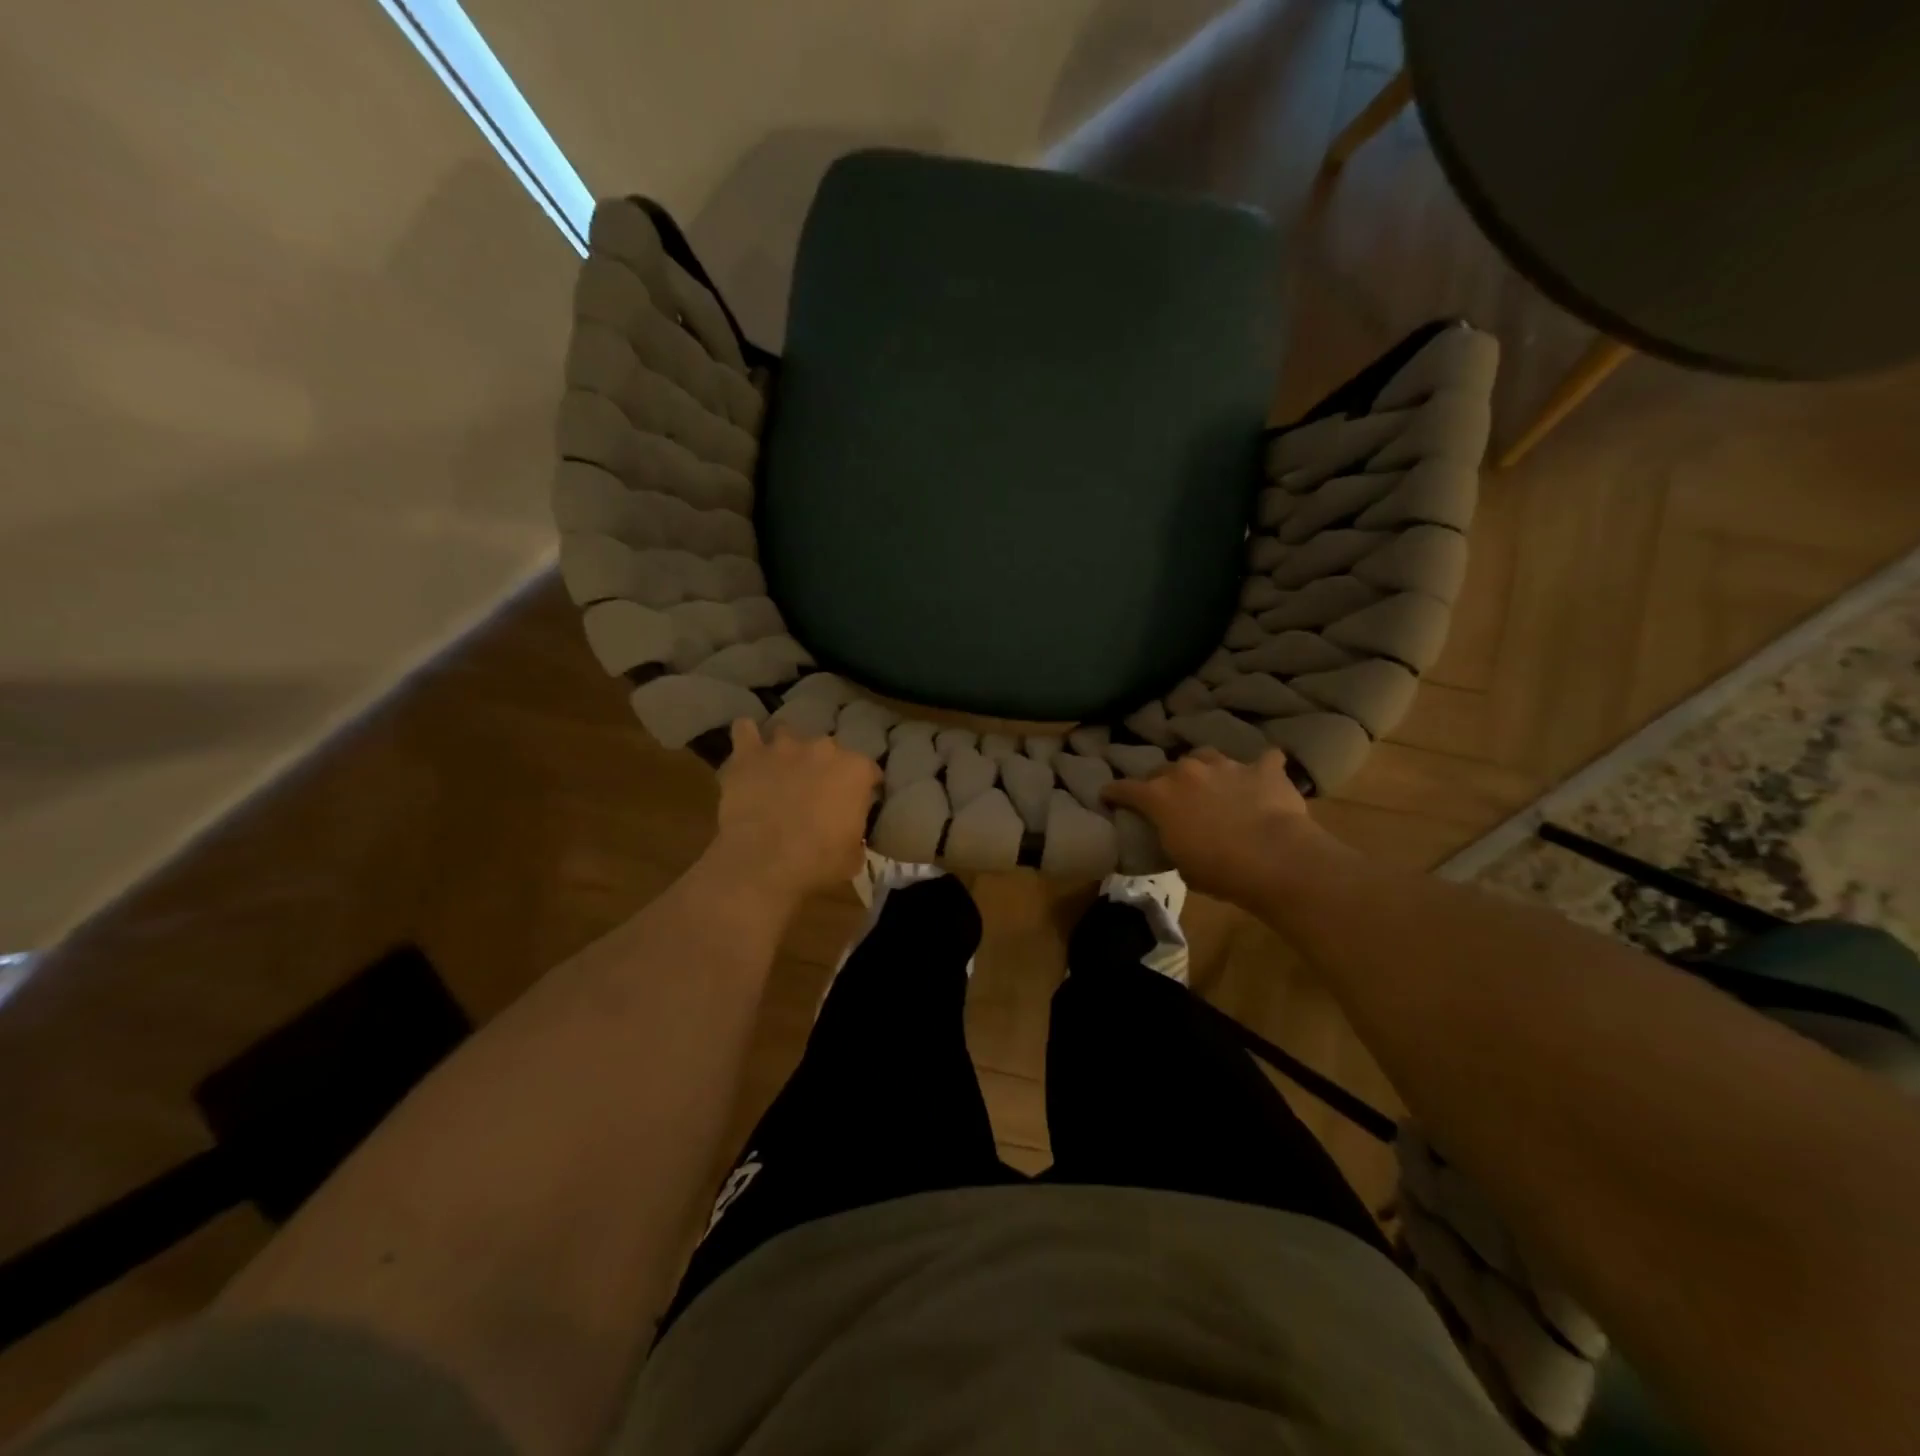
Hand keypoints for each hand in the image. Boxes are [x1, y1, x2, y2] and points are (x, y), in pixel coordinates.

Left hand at [708, 719, 880, 904]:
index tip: (858, 804)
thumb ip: (855, 832)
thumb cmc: (818, 863)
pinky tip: (748, 749)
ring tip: (781, 769)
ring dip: (787, 750)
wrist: (764, 863)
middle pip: (829, 750)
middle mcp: (823, 749)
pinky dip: (747, 736)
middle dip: (825, 767)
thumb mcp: (854, 855)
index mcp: (855, 771)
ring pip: (787, 733)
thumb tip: (848, 831)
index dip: (864, 788)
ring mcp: (784, 747)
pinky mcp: (749, 754)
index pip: (869, 771)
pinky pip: (745, 730)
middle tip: (816, 792)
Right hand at [1104, 748, 1340, 905]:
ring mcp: (1226, 766)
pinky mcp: (1263, 769)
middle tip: (1169, 798)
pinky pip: (1264, 760)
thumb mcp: (1181, 864)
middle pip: (1165, 769)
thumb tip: (1177, 839)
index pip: (1125, 788)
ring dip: (1204, 769)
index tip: (1108, 795)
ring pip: (1206, 756)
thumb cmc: (1218, 870)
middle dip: (1163, 781)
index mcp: (1159, 797)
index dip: (1114, 793)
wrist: (1274, 858)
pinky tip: (1265, 776)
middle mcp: (1187, 772)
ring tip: (1211, 783)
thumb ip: (1172, 842)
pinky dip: (1262, 768)